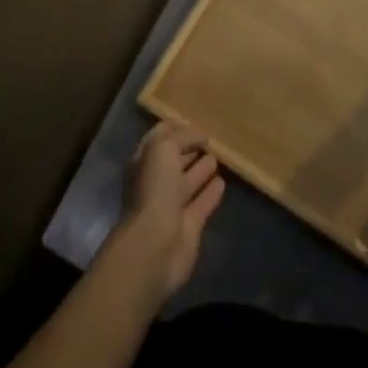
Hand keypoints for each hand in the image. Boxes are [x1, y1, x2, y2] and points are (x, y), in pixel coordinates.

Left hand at [99, 121, 224, 305]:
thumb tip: (200, 135)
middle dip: (190, 148)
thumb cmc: (154, 190)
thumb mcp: (163, 149)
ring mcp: (172, 205)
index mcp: (144, 162)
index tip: (196, 121)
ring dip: (202, 169)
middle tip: (212, 138)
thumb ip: (181, 137)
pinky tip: (223, 182)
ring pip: (189, 181)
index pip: (159, 138)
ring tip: (220, 156)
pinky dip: (211, 193)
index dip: (175, 128)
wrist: (156, 245)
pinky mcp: (190, 226)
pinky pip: (202, 203)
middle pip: (175, 160)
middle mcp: (156, 182)